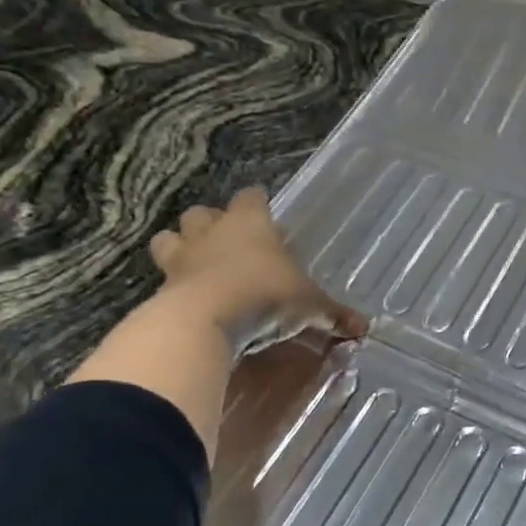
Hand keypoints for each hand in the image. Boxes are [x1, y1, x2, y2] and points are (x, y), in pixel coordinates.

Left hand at [148, 188, 367, 339]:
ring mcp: (181, 257)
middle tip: (229, 242)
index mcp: (250, 222)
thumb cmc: (264, 295)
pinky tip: (187, 299)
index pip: (252, 197)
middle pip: (203, 212)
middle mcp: (212, 231)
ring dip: (181, 247)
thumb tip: (364, 327)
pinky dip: (173, 284)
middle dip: (212, 223)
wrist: (203, 321)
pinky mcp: (161, 287)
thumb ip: (333, 313)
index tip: (266, 215)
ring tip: (198, 265)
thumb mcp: (309, 305)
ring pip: (170, 238)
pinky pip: (163, 277)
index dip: (258, 204)